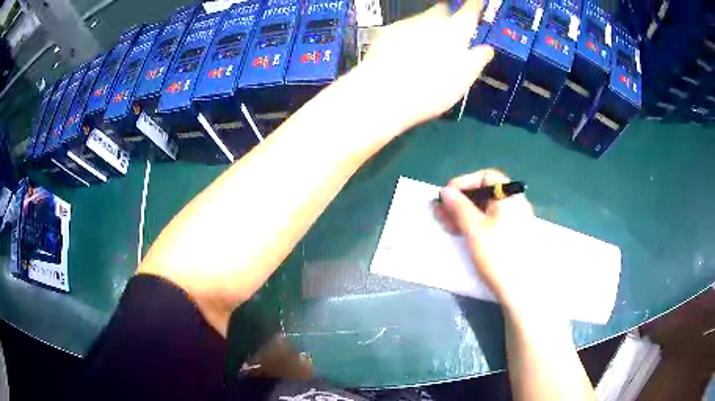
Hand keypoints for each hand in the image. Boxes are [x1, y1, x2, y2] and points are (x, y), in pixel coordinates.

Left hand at [358, 0, 493, 131]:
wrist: (384, 94)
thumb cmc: (432, 88)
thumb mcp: (464, 79)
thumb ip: (477, 60)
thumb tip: (487, 49)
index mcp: (455, 30)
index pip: (470, 10)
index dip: (474, 5)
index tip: (477, 3)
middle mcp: (431, 20)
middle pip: (442, 10)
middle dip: (447, 16)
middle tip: (450, 32)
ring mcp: (406, 23)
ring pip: (421, 19)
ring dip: (426, 27)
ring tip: (425, 48)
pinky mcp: (386, 32)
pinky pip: (402, 28)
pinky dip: (407, 36)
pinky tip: (404, 53)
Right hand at [435, 169, 542, 313]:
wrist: (521, 290)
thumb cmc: (498, 255)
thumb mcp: (474, 229)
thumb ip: (459, 207)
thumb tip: (445, 191)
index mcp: (509, 197)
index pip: (486, 176)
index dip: (464, 182)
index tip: (446, 196)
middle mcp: (515, 205)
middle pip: (486, 192)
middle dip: (461, 200)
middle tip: (442, 214)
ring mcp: (515, 222)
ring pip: (487, 209)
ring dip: (465, 213)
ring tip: (448, 225)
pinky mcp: (512, 237)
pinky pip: (491, 222)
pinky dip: (475, 224)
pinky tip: (463, 234)